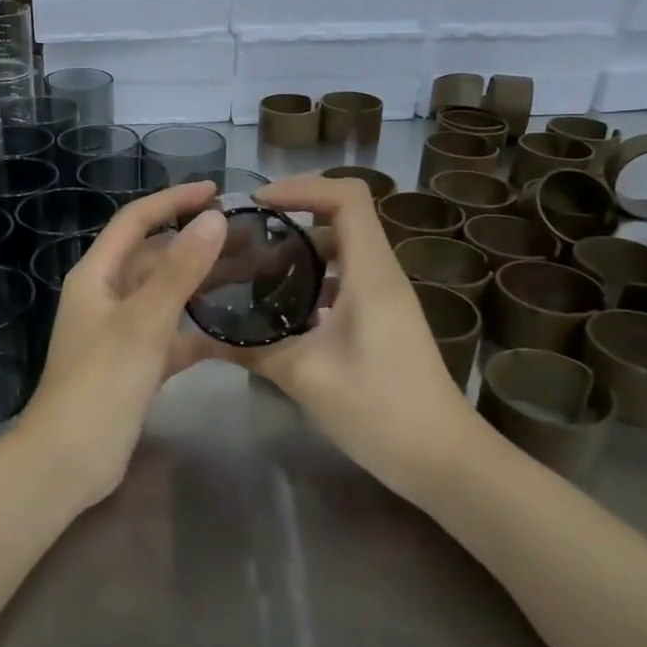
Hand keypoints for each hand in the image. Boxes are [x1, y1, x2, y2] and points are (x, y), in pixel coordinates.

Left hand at [22, 181, 226, 505]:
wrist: (69, 460)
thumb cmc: (100, 383)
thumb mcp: (143, 322)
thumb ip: (179, 271)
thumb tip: (212, 219)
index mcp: (97, 275)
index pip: (136, 221)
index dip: (172, 200)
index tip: (215, 191)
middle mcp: (106, 296)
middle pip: (154, 257)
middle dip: (195, 244)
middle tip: (248, 237)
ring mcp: (120, 332)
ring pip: (166, 296)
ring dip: (201, 284)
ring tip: (251, 274)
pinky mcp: (135, 365)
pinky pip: (171, 335)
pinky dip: (197, 330)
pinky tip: (235, 333)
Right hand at [216, 175, 484, 498]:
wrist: (442, 459)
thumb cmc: (380, 410)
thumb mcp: (306, 377)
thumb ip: (253, 348)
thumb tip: (203, 334)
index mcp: (371, 274)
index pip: (347, 197)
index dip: (302, 187)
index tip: (258, 204)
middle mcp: (382, 274)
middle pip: (342, 217)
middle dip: (292, 217)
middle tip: (245, 240)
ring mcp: (387, 297)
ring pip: (343, 250)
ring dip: (301, 252)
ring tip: (254, 273)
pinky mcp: (385, 319)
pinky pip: (347, 279)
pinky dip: (314, 280)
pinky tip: (283, 311)